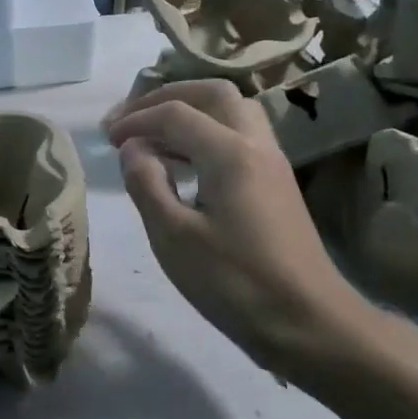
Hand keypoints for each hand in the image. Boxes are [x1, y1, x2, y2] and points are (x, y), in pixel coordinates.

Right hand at [106, 81, 407, 384]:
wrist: (310, 324)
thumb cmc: (235, 283)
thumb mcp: (173, 237)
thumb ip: (146, 183)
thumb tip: (133, 149)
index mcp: (230, 153)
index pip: (175, 114)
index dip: (135, 119)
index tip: (107, 139)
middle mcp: (256, 144)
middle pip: (212, 93)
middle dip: (166, 96)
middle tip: (132, 118)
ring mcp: (272, 162)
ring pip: (231, 111)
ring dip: (189, 111)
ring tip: (152, 135)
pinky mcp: (277, 183)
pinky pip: (239, 135)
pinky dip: (205, 132)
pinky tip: (183, 161)